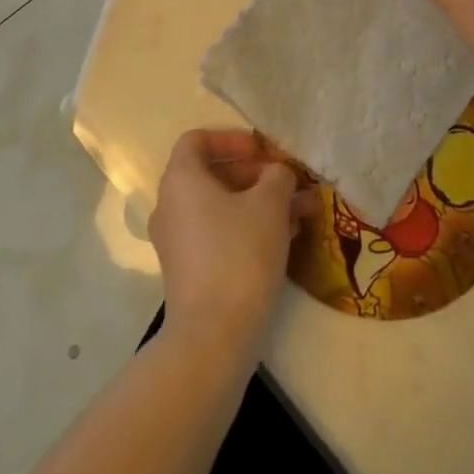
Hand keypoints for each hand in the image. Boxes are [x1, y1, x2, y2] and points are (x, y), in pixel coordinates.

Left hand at [149, 130, 306, 360]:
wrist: (213, 335)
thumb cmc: (239, 252)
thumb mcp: (270, 203)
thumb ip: (278, 176)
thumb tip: (278, 173)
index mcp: (181, 179)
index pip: (196, 140)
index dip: (231, 138)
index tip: (262, 151)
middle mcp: (171, 205)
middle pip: (213, 174)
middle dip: (257, 175)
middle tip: (290, 183)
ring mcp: (178, 241)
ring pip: (222, 207)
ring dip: (260, 203)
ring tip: (302, 211)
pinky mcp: (189, 270)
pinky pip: (220, 234)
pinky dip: (249, 228)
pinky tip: (287, 238)